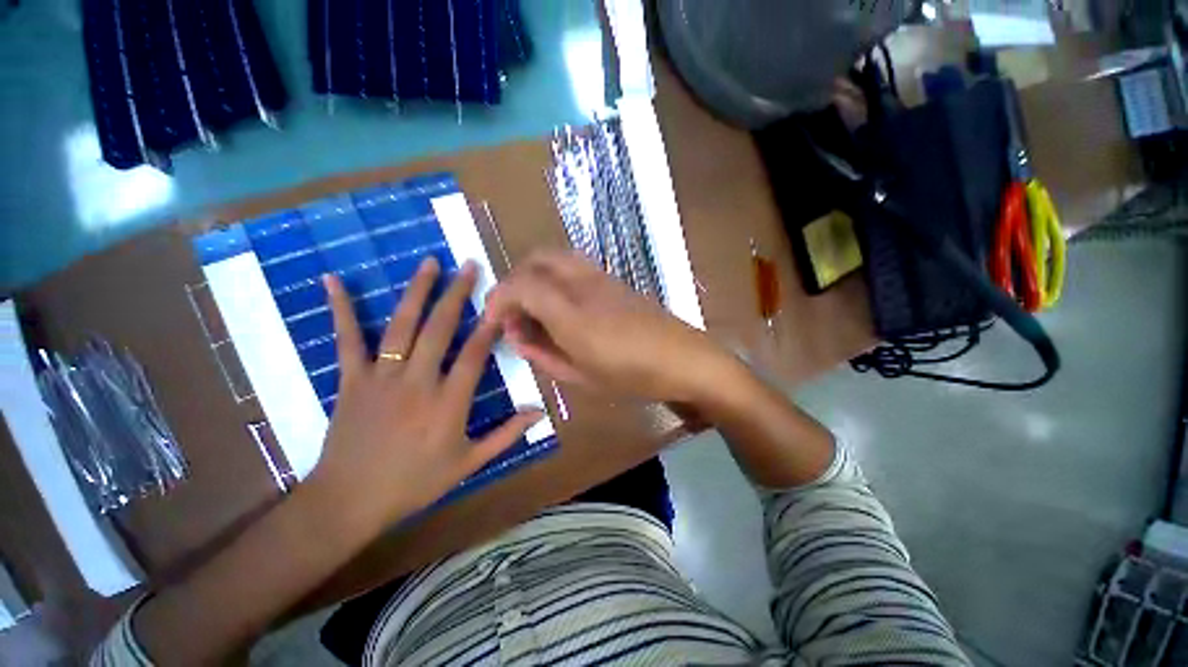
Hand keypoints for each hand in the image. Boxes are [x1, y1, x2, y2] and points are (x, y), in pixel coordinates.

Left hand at [308, 258, 543, 529]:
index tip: (500, 303)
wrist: (349, 502)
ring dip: (417, 292)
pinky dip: (340, 309)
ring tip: (430, 263)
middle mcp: (417, 382)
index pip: (474, 355)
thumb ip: (506, 435)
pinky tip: (334, 280)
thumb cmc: (414, 484)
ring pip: (402, 326)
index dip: (489, 327)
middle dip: (457, 295)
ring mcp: (381, 378)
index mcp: (448, 404)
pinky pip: (347, 339)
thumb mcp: (469, 463)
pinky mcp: (351, 380)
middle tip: (469, 265)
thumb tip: (539, 412)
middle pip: (440, 330)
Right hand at [484, 251, 738, 404]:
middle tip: (514, 312)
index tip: (491, 321)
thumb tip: (517, 336)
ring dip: (535, 275)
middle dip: (515, 281)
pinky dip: (555, 275)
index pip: (519, 286)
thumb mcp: (580, 375)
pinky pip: (573, 264)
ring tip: (535, 306)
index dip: (498, 299)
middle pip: (535, 260)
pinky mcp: (612, 277)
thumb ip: (542, 354)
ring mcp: (599, 275)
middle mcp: (581, 283)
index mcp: (570, 312)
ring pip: (554, 256)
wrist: (682, 358)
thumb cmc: (631, 374)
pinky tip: (562, 303)